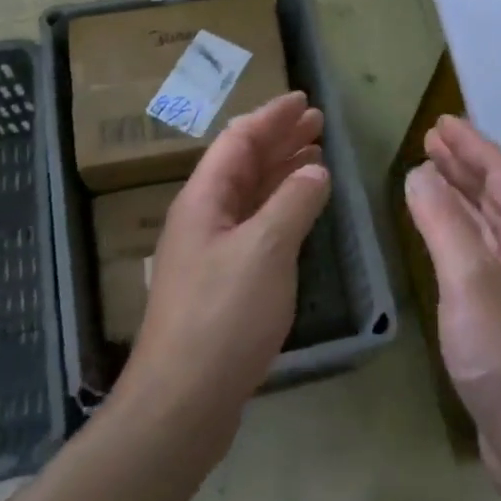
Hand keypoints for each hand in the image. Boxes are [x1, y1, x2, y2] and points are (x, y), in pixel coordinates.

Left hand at [118, 92, 330, 448]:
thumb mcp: (266, 250)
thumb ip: (294, 202)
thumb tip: (316, 170)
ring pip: (249, 194)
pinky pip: (255, 225)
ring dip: (281, 171)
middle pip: (242, 163)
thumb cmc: (223, 316)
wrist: (183, 399)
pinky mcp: (222, 280)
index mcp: (204, 199)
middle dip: (279, 139)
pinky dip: (280, 207)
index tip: (302, 100)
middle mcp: (203, 217)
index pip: (239, 140)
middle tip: (317, 124)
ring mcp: (210, 250)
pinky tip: (300, 209)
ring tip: (315, 155)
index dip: (271, 117)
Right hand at [404, 115, 500, 497]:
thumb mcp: (470, 280)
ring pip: (491, 227)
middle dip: (466, 165)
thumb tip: (421, 174)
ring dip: (463, 197)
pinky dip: (460, 235)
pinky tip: (441, 240)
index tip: (441, 122)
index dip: (473, 144)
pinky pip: (483, 256)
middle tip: (430, 142)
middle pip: (500, 196)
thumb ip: (443, 223)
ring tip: (430, 176)